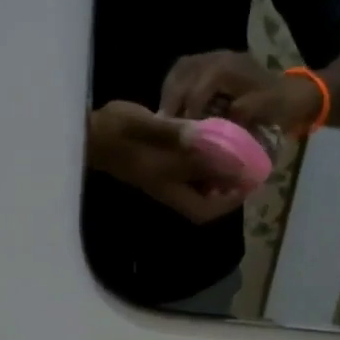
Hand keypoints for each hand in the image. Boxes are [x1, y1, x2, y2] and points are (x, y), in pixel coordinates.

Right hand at [87, 102, 242, 223]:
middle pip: (205, 203)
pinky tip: (214, 145)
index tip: (248, 184)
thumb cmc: (119, 132)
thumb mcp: (152, 130)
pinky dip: (204, 165)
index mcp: (169, 186)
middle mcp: (169, 189)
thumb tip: (212, 145)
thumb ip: (181, 137)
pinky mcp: (160, 168)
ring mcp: (164, 180)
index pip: (205, 209)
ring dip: (218, 178)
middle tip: (248, 169)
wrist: (90, 133)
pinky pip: (189, 174)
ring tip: (238, 157)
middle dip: (228, 190)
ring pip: (199, 188)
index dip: (229, 201)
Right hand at [160, 50, 322, 131]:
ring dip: (169, 94)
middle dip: (171, 102)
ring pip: (179, 71)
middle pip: (182, 75)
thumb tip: (212, 127)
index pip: (197, 88)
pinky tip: (172, 107)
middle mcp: (217, 57)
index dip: (187, 111)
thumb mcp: (262, 112)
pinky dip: (174, 89)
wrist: (293, 93)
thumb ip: (238, 115)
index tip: (179, 133)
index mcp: (228, 68)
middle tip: (163, 127)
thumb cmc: (279, 106)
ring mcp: (212, 57)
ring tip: (164, 118)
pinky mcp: (210, 63)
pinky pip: (183, 72)